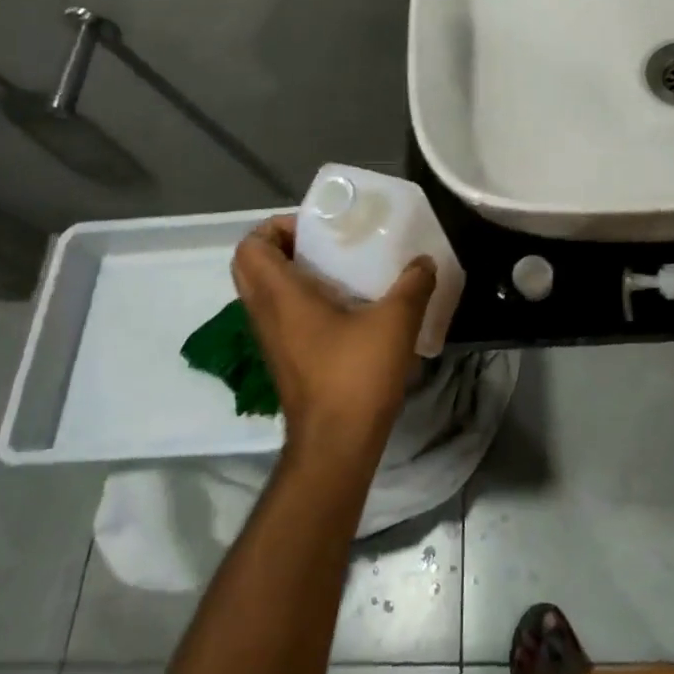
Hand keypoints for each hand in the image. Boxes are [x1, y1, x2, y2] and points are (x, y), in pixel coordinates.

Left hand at [231, 216, 436, 457]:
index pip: (250, 247)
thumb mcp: (396, 322)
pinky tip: (346, 308)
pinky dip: (301, 300)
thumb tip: (423, 261)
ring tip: (339, 270)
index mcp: (281, 296)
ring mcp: (271, 340)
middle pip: (251, 266)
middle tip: (324, 244)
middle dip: (283, 246)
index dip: (276, 227)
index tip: (316, 229)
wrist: (336, 446)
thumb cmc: (356, 376)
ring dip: (292, 274)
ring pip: (265, 292)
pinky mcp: (284, 360)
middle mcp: (265, 314)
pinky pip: (280, 315)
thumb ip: (413, 285)